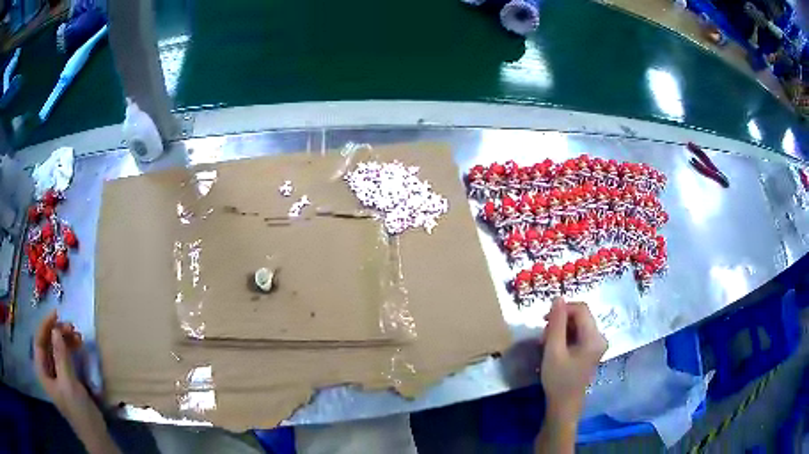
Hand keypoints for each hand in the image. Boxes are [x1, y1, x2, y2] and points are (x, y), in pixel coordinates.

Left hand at [34, 311, 119, 453]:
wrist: (95, 434)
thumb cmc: (79, 411)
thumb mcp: (69, 384)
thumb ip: (61, 356)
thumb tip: (56, 329)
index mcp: (42, 372)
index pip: (38, 341)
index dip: (45, 326)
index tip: (56, 314)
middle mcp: (46, 370)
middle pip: (47, 343)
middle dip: (57, 333)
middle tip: (71, 327)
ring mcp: (56, 375)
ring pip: (56, 349)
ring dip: (65, 340)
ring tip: (77, 335)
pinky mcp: (66, 379)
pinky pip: (64, 357)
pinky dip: (70, 349)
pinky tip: (78, 345)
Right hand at [540, 297, 606, 420]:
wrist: (564, 405)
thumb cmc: (558, 379)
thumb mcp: (553, 351)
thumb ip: (556, 323)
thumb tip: (558, 298)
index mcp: (594, 337)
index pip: (581, 309)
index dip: (563, 308)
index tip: (545, 320)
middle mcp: (600, 337)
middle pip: (580, 316)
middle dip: (560, 321)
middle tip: (543, 336)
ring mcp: (597, 344)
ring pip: (578, 324)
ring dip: (561, 329)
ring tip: (547, 343)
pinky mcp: (591, 350)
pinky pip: (579, 334)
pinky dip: (565, 337)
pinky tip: (555, 348)